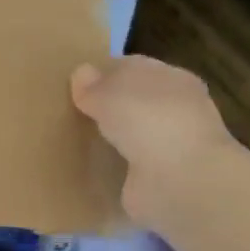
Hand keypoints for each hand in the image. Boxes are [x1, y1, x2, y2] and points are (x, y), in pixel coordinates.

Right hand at [71, 56, 235, 230]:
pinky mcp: (159, 178)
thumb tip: (80, 74)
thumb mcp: (109, 93)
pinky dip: (113, 165)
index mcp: (173, 79)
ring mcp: (169, 146)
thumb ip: (92, 85)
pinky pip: (128, 165)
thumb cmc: (149, 122)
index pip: (133, 68)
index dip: (103, 73)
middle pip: (133, 101)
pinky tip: (89, 165)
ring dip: (110, 137)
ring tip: (74, 137)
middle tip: (69, 110)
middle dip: (106, 106)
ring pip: (131, 133)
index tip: (73, 83)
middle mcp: (176, 111)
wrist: (180, 182)